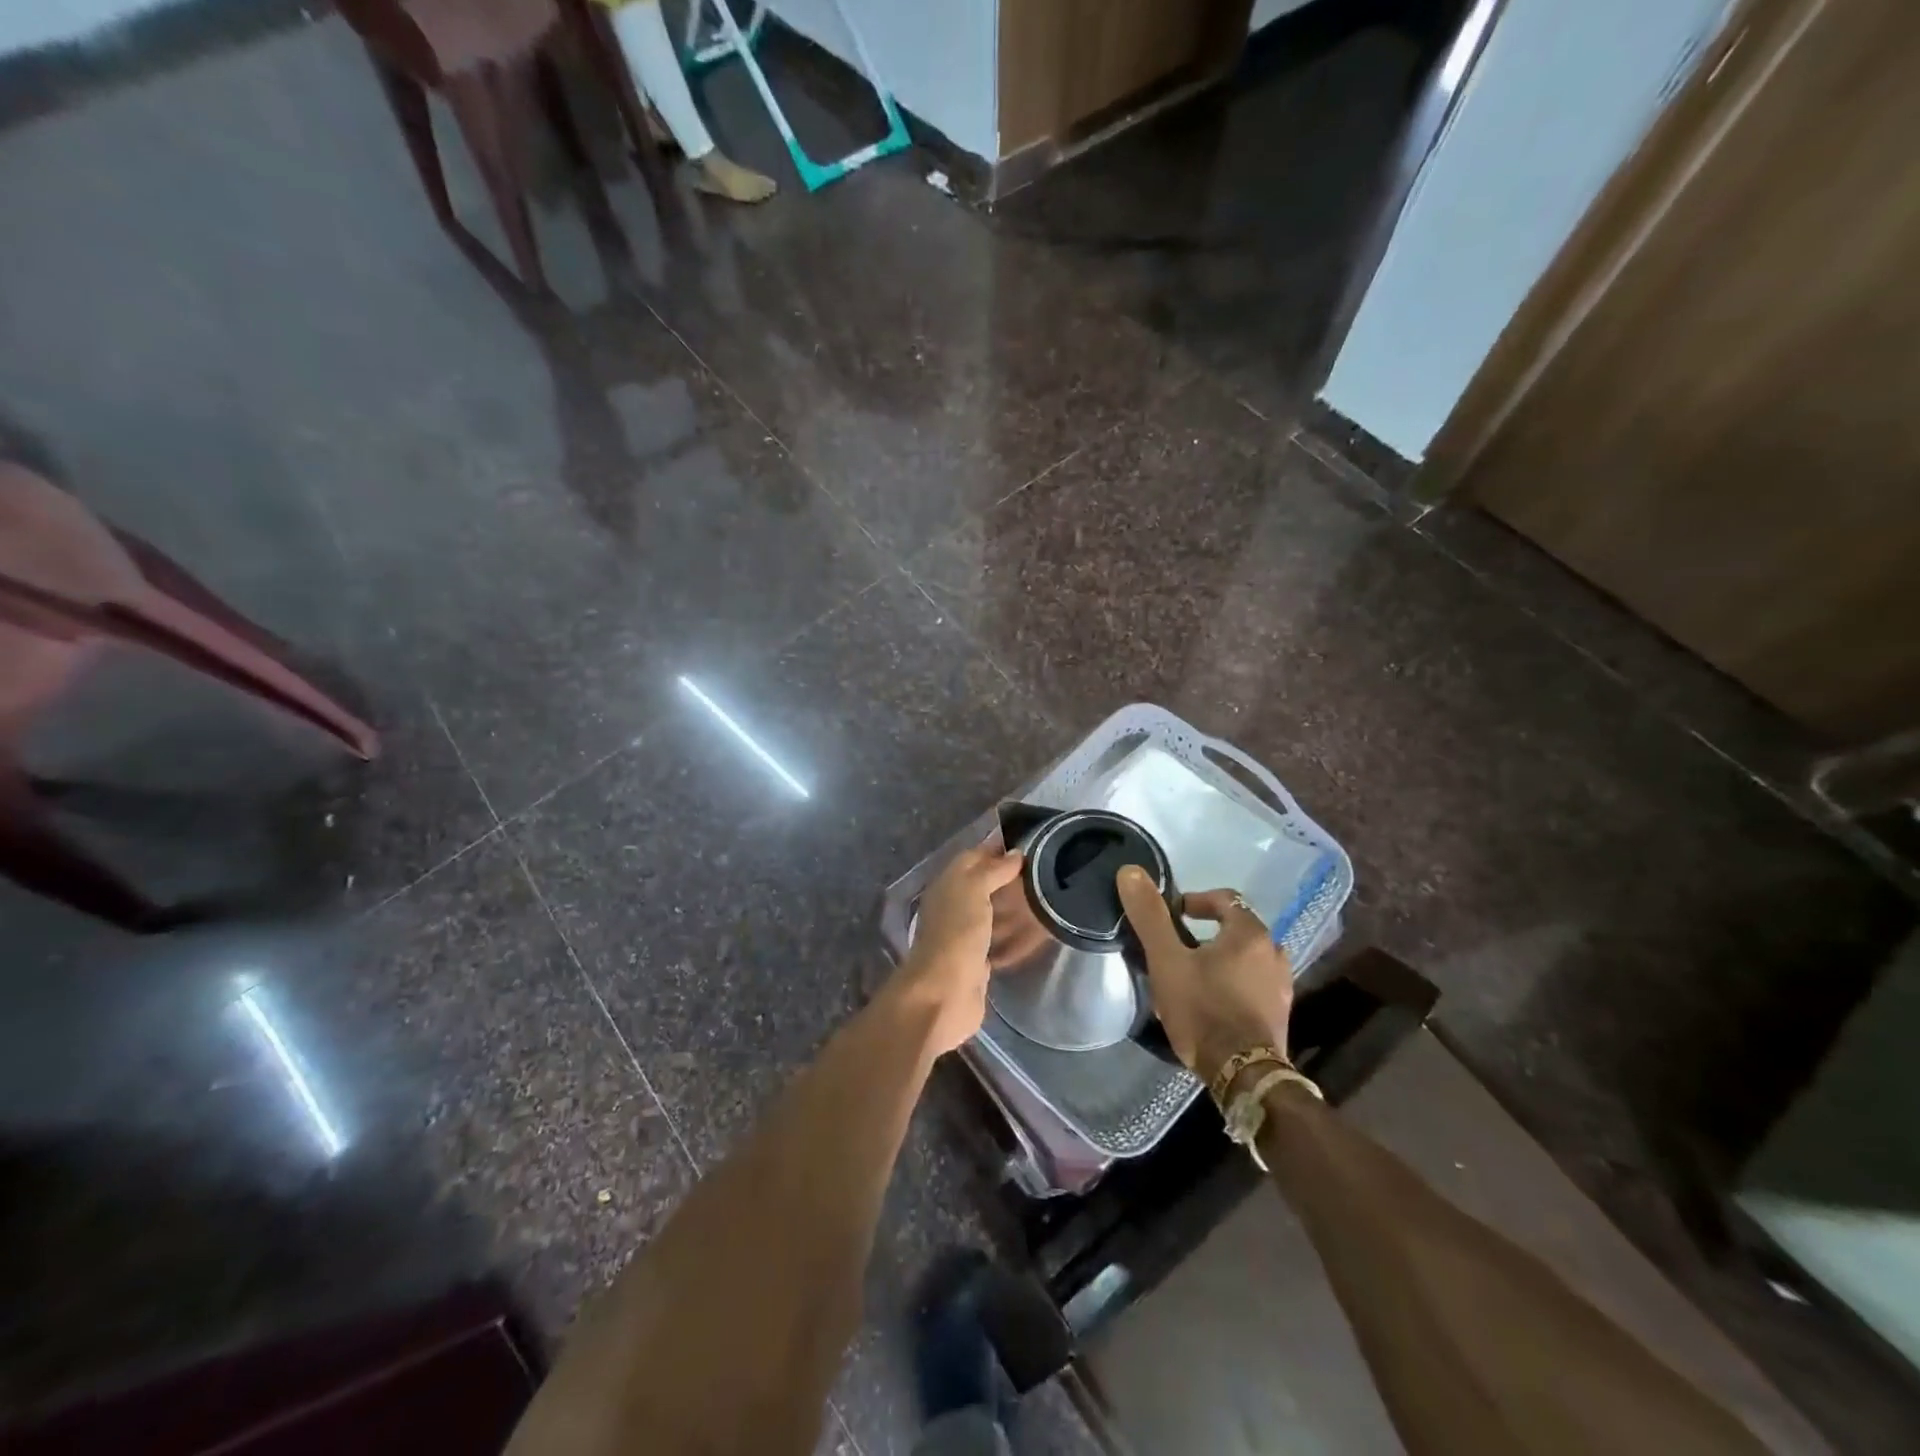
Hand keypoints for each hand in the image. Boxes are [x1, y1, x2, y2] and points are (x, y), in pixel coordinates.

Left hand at [895, 843, 1025, 1055]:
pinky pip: (996, 940)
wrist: (944, 992)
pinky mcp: (976, 961)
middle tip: (1044, 873)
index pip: (973, 857)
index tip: (1030, 845)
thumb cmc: (957, 933)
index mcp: (947, 884)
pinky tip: (1034, 932)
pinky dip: (1012, 935)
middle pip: (982, 885)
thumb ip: (992, 869)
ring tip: (1044, 899)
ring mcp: (964, 935)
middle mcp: (953, 906)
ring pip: (990, 913)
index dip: (997, 849)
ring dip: (1011, 907)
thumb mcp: (973, 889)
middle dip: (1008, 878)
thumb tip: (1015, 853)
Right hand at [1116, 866, 1293, 1084]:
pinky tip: (1213, 1001)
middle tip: (1178, 948)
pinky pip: (1255, 983)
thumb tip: (1131, 870)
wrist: (1242, 1074)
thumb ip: (1150, 916)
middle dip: (1208, 932)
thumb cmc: (1203, 1009)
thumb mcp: (1167, 960)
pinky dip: (1235, 982)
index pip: (1226, 899)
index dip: (1196, 901)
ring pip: (1248, 958)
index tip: (1173, 915)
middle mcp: (1274, 953)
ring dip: (1223, 959)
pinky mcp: (1280, 1014)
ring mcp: (1282, 986)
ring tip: (1194, 975)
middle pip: (1238, 928)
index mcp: (1250, 933)